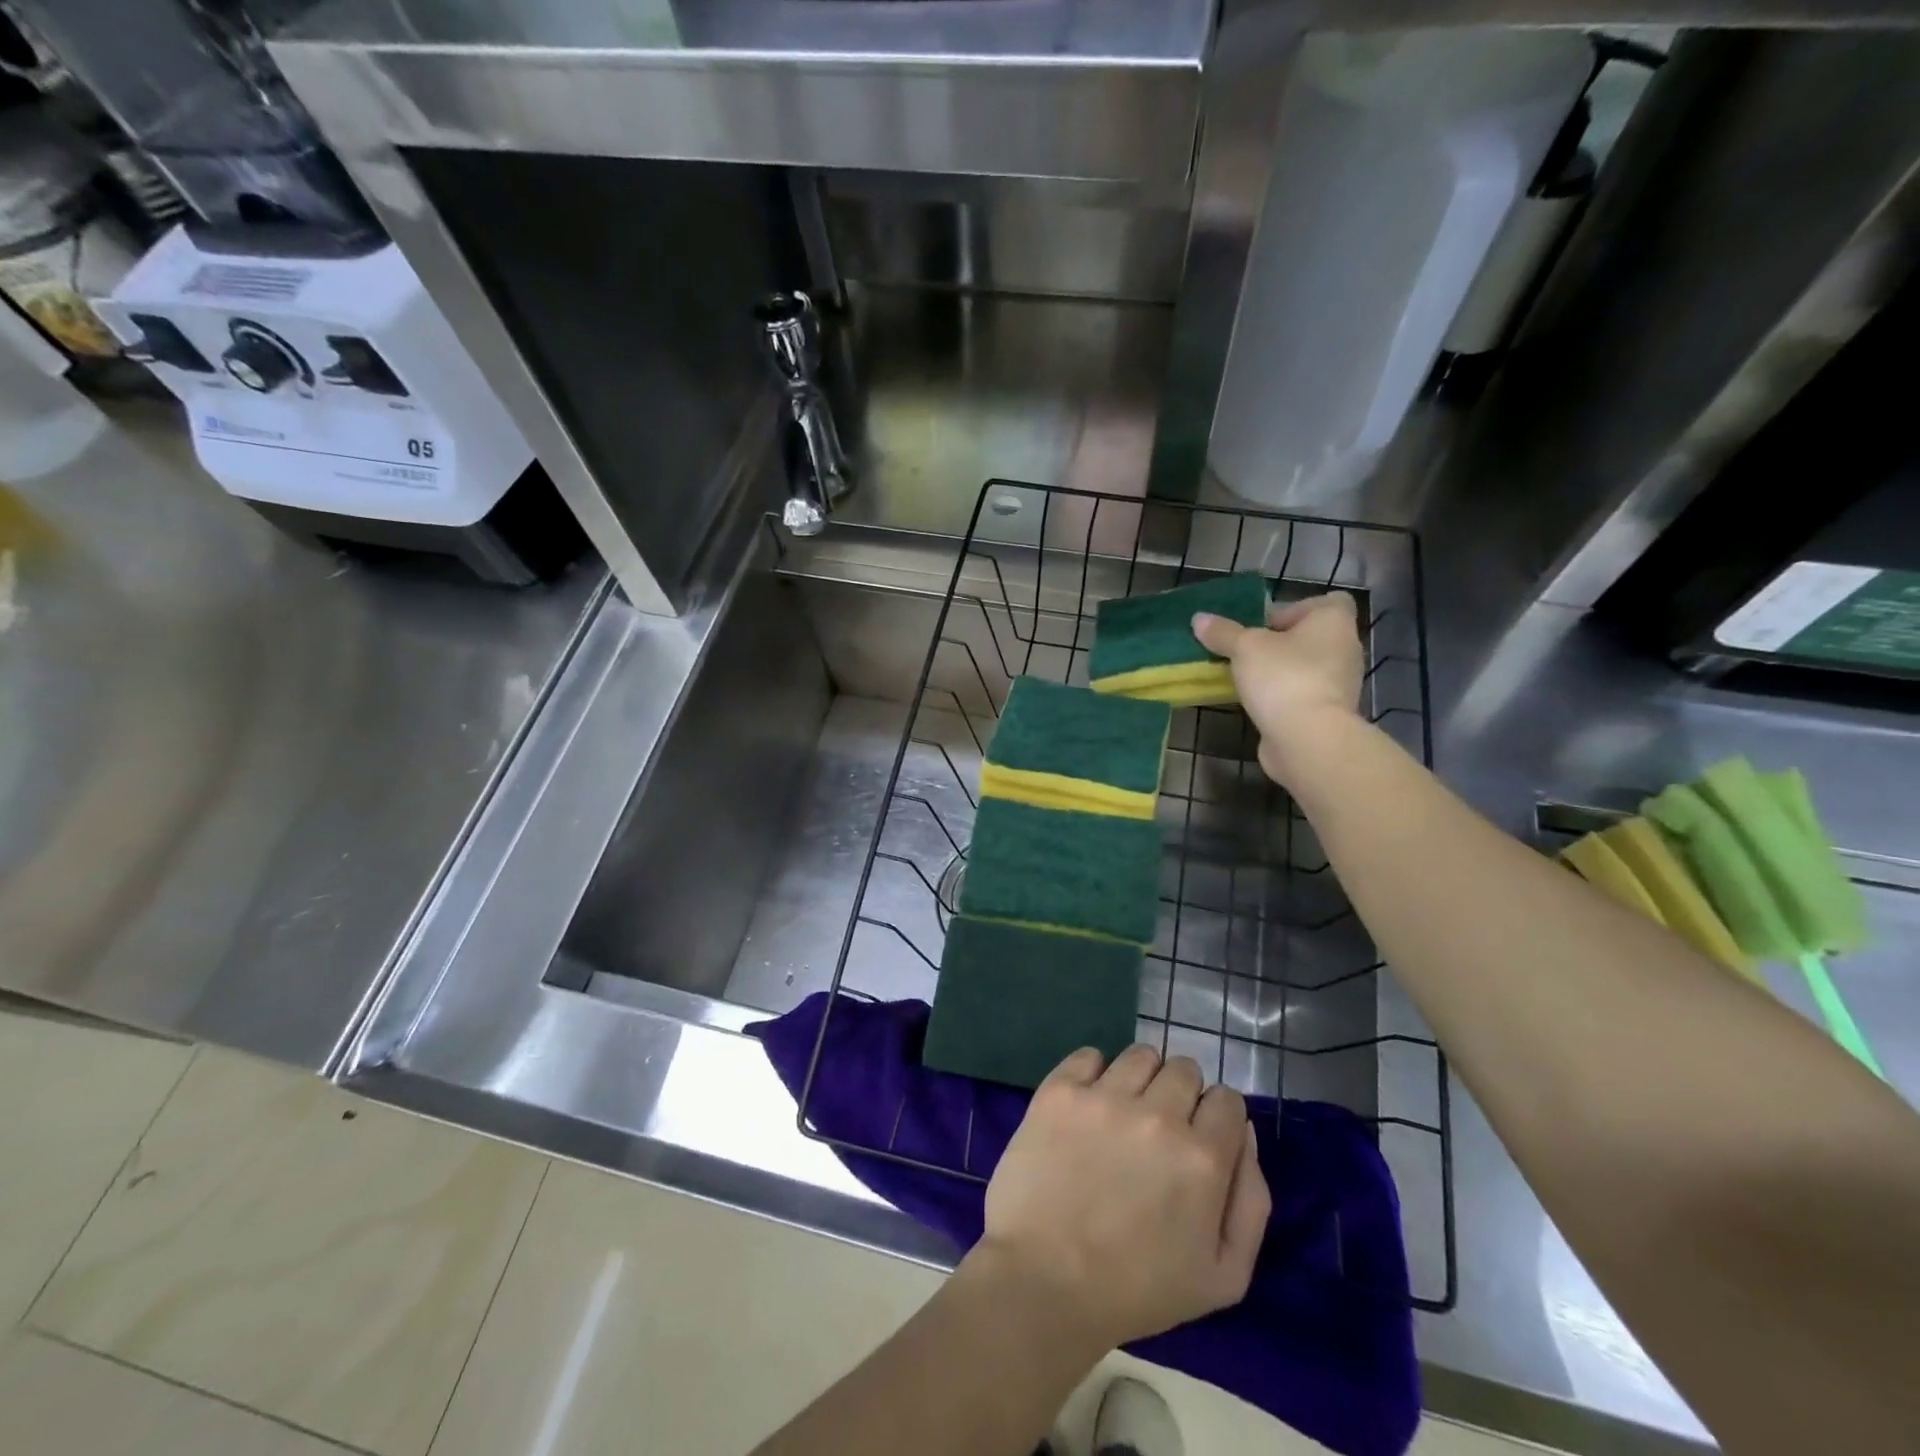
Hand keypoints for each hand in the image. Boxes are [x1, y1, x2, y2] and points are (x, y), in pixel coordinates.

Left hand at [974, 1045, 1270, 1352]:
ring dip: (1140, 1080)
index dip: (1217, 1119)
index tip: (1198, 1141)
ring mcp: (1104, 1097)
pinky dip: (1093, 1073)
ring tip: (1123, 1115)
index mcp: (1202, 1158)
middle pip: (1185, 1070)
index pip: (1228, 1100)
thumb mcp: (1224, 1276)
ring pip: (1141, 1056)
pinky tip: (1088, 1106)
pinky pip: (1089, 1055)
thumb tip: (1244, 1133)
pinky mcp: (1060, 1091)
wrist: (1044, 1281)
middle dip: (1180, 1096)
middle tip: (1158, 1131)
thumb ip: (1251, 1201)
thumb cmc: (1137, 1289)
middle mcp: (1157, 1115)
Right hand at [1191, 592, 1364, 786]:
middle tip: (1245, 650)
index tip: (1266, 624)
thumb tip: (1199, 618)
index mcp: (1334, 622)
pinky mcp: (1327, 713)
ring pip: (1305, 667)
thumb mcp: (1244, 647)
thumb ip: (1223, 632)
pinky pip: (1301, 693)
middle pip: (1310, 636)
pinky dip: (1282, 695)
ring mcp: (1339, 684)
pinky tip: (1255, 702)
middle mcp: (1344, 649)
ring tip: (1244, 677)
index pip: (1328, 602)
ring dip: (1278, 670)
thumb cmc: (1283, 677)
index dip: (1296, 609)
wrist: (1307, 739)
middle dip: (1278, 642)